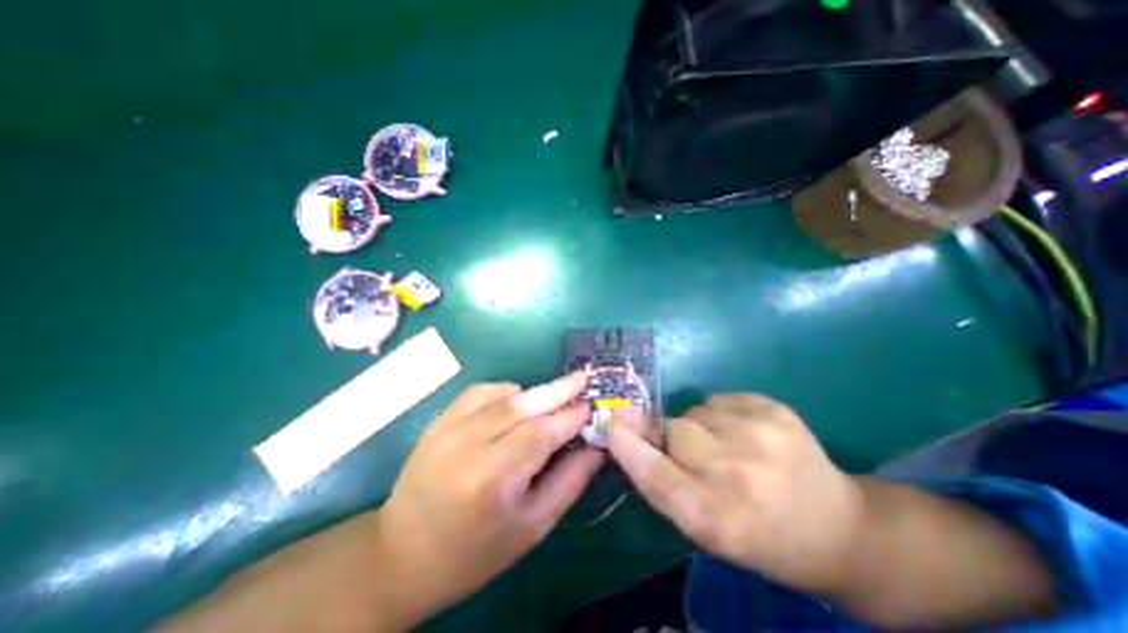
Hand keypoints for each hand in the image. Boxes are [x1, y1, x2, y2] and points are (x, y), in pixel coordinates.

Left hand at [374, 370, 602, 621]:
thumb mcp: (532, 526)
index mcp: (493, 480)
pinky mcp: (439, 421)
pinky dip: (505, 391)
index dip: (570, 415)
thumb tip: (596, 446)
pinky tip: (515, 403)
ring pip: (503, 394)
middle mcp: (468, 446)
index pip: (541, 433)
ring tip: (551, 403)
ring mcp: (448, 428)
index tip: (591, 404)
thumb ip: (570, 481)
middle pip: (523, 405)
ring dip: (533, 393)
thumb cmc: (476, 551)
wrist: (403, 554)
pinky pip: (479, 391)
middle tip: (583, 377)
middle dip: (558, 389)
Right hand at [610, 396, 864, 593]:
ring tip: (730, 448)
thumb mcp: (705, 525)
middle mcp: (737, 474)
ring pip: (695, 411)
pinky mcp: (775, 410)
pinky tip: (747, 434)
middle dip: (672, 436)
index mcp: (716, 518)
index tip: (609, 421)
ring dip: (700, 426)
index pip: (655, 475)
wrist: (840, 529)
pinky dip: (722, 413)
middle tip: (697, 455)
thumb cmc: (760, 536)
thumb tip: (626, 427)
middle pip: (674, 430)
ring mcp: (760, 435)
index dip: (627, 445)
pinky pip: (721, 399)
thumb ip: (663, 478)